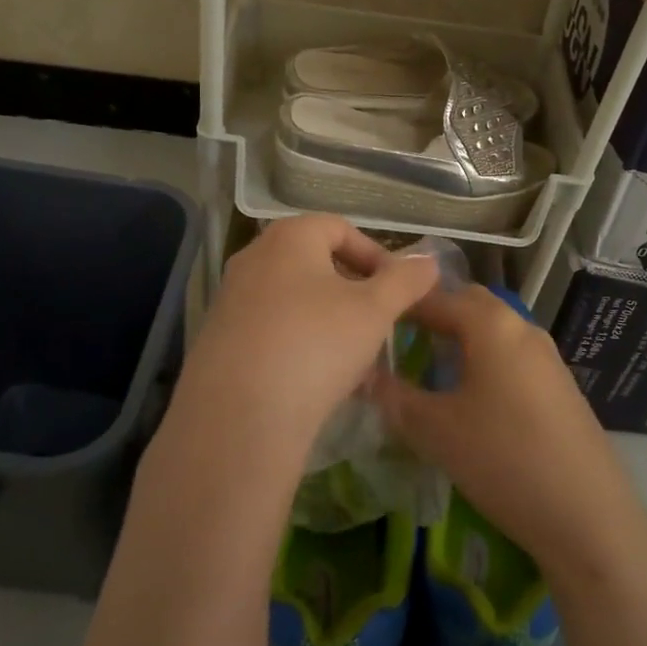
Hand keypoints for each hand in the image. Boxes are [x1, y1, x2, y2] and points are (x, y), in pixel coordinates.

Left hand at [169, 215, 439, 455]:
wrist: (239, 417)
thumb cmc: (316, 345)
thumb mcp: (375, 310)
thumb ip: (405, 280)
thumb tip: (427, 260)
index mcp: (289, 237)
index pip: (341, 228)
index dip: (376, 255)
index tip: (398, 290)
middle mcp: (253, 258)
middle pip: (316, 263)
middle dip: (354, 291)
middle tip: (379, 322)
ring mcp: (230, 299)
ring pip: (295, 300)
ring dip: (330, 321)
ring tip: (355, 359)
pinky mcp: (219, 340)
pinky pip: (272, 330)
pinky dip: (300, 344)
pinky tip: (320, 381)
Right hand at [368, 285, 643, 579]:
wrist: (588, 514)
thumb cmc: (503, 459)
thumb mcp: (436, 430)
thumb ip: (395, 397)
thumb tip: (364, 375)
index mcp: (491, 324)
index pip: (436, 298)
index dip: (401, 306)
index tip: (371, 319)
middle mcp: (522, 327)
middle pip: (470, 304)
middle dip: (434, 313)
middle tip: (399, 336)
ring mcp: (547, 356)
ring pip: (494, 330)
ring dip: (461, 337)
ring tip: (428, 364)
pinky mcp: (560, 385)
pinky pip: (512, 355)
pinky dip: (484, 358)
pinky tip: (469, 394)